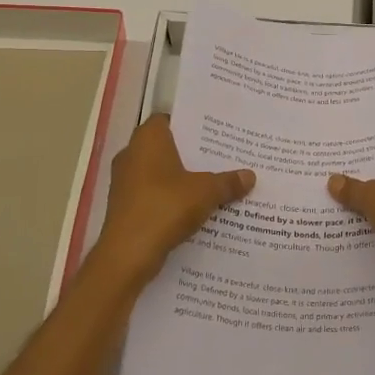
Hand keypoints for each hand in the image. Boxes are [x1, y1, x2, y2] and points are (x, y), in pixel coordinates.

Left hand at [88, 115, 253, 292]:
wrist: (128, 254)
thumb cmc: (165, 207)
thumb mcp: (206, 192)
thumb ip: (228, 182)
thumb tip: (250, 175)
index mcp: (147, 139)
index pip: (168, 119)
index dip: (189, 125)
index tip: (212, 133)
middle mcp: (131, 154)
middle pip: (165, 147)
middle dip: (190, 154)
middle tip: (220, 158)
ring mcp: (124, 182)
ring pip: (158, 173)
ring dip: (180, 179)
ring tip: (212, 183)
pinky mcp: (124, 206)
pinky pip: (152, 194)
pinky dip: (169, 198)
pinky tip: (194, 209)